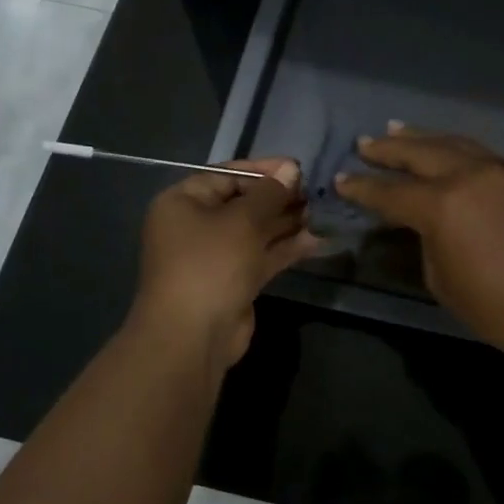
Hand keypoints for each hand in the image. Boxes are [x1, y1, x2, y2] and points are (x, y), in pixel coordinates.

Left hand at [132, 158, 318, 367]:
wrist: (193, 335)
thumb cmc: (211, 264)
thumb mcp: (243, 221)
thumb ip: (270, 193)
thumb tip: (291, 169)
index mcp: (184, 202)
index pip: (227, 175)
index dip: (264, 170)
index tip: (298, 168)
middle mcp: (196, 225)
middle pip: (243, 203)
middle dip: (279, 198)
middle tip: (314, 193)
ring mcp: (215, 256)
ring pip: (255, 231)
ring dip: (286, 223)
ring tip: (320, 214)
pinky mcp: (233, 281)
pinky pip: (261, 256)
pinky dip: (285, 248)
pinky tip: (316, 240)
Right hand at [335, 125, 503, 363]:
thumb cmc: (497, 306)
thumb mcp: (442, 278)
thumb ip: (428, 240)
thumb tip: (427, 223)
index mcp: (442, 204)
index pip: (390, 192)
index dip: (362, 188)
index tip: (341, 180)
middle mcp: (470, 174)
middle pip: (420, 153)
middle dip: (388, 149)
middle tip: (365, 144)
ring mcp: (502, 170)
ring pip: (454, 144)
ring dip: (423, 139)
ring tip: (398, 130)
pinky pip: (481, 154)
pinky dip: (456, 149)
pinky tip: (447, 151)